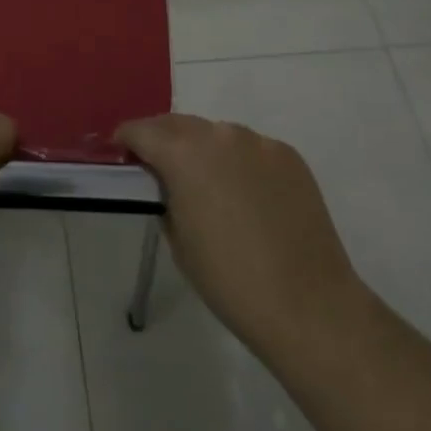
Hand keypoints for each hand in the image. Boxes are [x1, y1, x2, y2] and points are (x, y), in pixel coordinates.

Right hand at [117, 114, 367, 358]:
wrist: (308, 306)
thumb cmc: (230, 280)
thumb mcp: (178, 238)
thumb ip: (165, 195)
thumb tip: (167, 182)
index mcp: (183, 153)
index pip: (142, 130)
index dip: (127, 139)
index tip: (122, 154)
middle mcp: (219, 134)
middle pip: (178, 124)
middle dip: (163, 140)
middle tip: (158, 166)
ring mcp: (258, 142)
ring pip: (217, 134)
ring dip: (203, 149)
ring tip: (207, 183)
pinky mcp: (288, 155)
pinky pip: (251, 149)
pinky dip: (239, 162)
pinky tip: (246, 195)